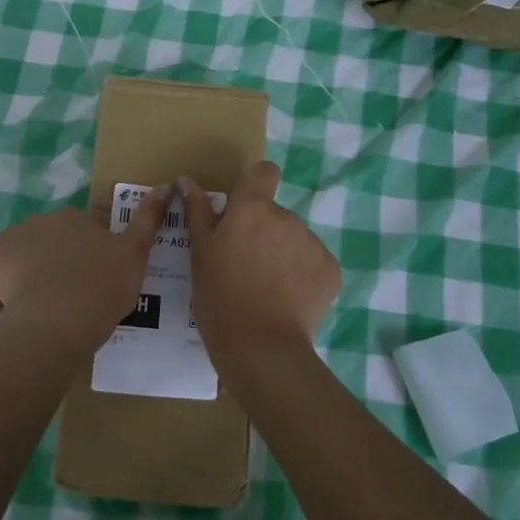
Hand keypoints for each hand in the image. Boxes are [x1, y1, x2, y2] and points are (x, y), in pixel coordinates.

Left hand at [0, 188, 169, 345]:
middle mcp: (39, 221)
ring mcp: (8, 239)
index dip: (79, 263)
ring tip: (33, 314)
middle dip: (47, 269)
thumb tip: (167, 184)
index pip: (74, 237)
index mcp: (73, 219)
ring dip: (18, 280)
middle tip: (62, 304)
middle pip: (40, 246)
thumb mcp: (136, 256)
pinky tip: (0, 309)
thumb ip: (149, 220)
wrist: (62, 316)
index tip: (86, 290)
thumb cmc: (101, 288)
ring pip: (10, 260)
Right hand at [180, 162, 340, 364]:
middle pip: (276, 214)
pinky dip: (304, 277)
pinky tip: (288, 301)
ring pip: (295, 240)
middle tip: (247, 267)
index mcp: (253, 208)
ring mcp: (312, 243)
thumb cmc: (219, 296)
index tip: (246, 209)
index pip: (265, 173)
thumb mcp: (200, 253)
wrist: (259, 347)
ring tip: (267, 289)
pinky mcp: (331, 270)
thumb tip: (187, 180)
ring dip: (284, 255)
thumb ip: (197, 211)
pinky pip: (314, 264)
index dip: (256, 185)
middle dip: (264, 233)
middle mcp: (286, 217)